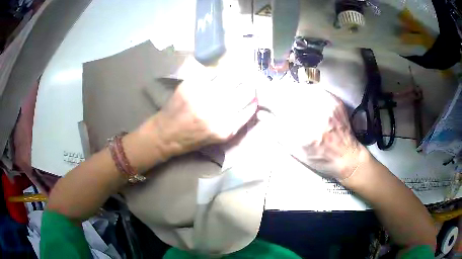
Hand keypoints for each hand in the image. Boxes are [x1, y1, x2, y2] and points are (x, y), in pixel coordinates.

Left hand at [143, 79, 257, 158]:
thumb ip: (237, 122)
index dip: (254, 97)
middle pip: (244, 90)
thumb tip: (252, 103)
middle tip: (248, 81)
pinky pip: (212, 73)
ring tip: (236, 74)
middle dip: (249, 84)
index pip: (250, 106)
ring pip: (230, 78)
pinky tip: (219, 74)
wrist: (165, 134)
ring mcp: (203, 97)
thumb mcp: (219, 138)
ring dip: (236, 75)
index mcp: (225, 128)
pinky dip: (218, 72)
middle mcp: (216, 112)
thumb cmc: (193, 139)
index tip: (254, 93)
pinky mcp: (190, 86)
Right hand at [259, 86, 369, 179]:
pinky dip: (304, 91)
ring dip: (290, 91)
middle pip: (288, 94)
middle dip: (276, 93)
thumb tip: (261, 114)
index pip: (278, 106)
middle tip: (273, 98)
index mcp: (303, 132)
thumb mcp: (295, 151)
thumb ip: (277, 131)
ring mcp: (327, 105)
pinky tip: (303, 98)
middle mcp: (315, 115)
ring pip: (301, 88)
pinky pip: (314, 89)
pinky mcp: (334, 100)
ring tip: (287, 98)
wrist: (346, 155)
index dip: (266, 99)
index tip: (261, 100)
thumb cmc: (319, 157)